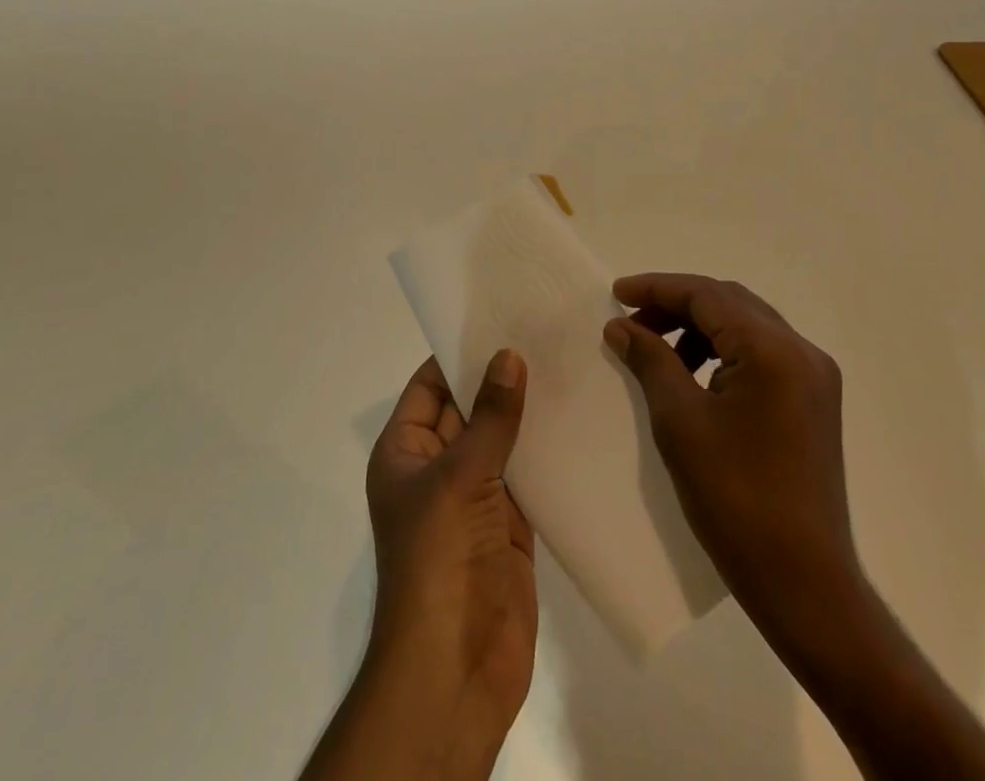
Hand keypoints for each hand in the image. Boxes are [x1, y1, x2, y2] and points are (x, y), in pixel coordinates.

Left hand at [351, 351, 535, 778]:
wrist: (455, 668)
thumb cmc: (438, 559)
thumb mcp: (459, 476)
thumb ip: (490, 417)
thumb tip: (508, 355)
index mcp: (405, 451)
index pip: (430, 385)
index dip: (460, 352)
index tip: (498, 316)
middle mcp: (437, 466)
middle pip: (469, 408)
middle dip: (500, 376)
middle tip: (543, 332)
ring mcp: (474, 497)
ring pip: (501, 439)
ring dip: (528, 411)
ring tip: (568, 363)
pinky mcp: (510, 524)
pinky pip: (527, 474)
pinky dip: (547, 451)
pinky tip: (578, 419)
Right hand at [604, 277, 984, 780]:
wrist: (804, 584)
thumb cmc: (735, 498)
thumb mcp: (680, 421)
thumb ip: (650, 360)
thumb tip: (621, 325)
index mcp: (773, 350)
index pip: (707, 295)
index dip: (658, 288)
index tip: (617, 293)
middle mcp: (801, 351)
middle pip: (729, 303)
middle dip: (677, 305)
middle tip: (633, 322)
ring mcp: (813, 377)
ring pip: (746, 326)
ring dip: (699, 328)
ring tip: (658, 351)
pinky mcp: (813, 402)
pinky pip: (761, 353)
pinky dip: (723, 351)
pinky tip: (694, 375)